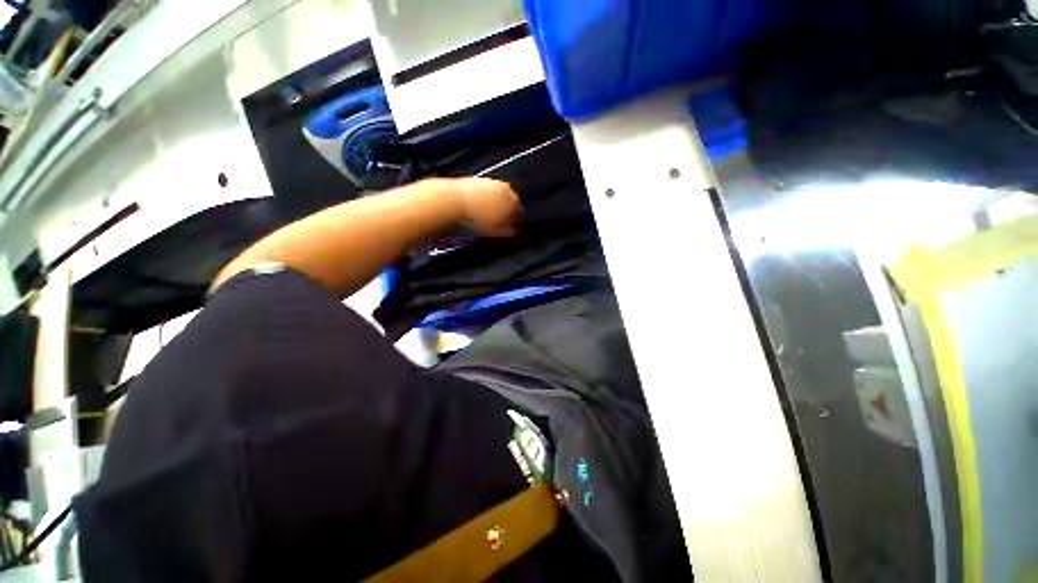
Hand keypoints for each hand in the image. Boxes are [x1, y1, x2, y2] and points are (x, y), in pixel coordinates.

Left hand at [455, 178, 521, 236]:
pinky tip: (474, 210)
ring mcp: (487, 181)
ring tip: (484, 217)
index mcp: (511, 197)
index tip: (510, 228)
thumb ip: (508, 231)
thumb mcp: (495, 231)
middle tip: (498, 223)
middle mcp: (501, 186)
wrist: (451, 202)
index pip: (519, 209)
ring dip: (492, 204)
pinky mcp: (473, 180)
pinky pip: (481, 192)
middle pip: (507, 200)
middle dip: (504, 211)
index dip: (515, 220)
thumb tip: (514, 232)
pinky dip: (481, 200)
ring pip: (494, 195)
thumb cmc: (476, 219)